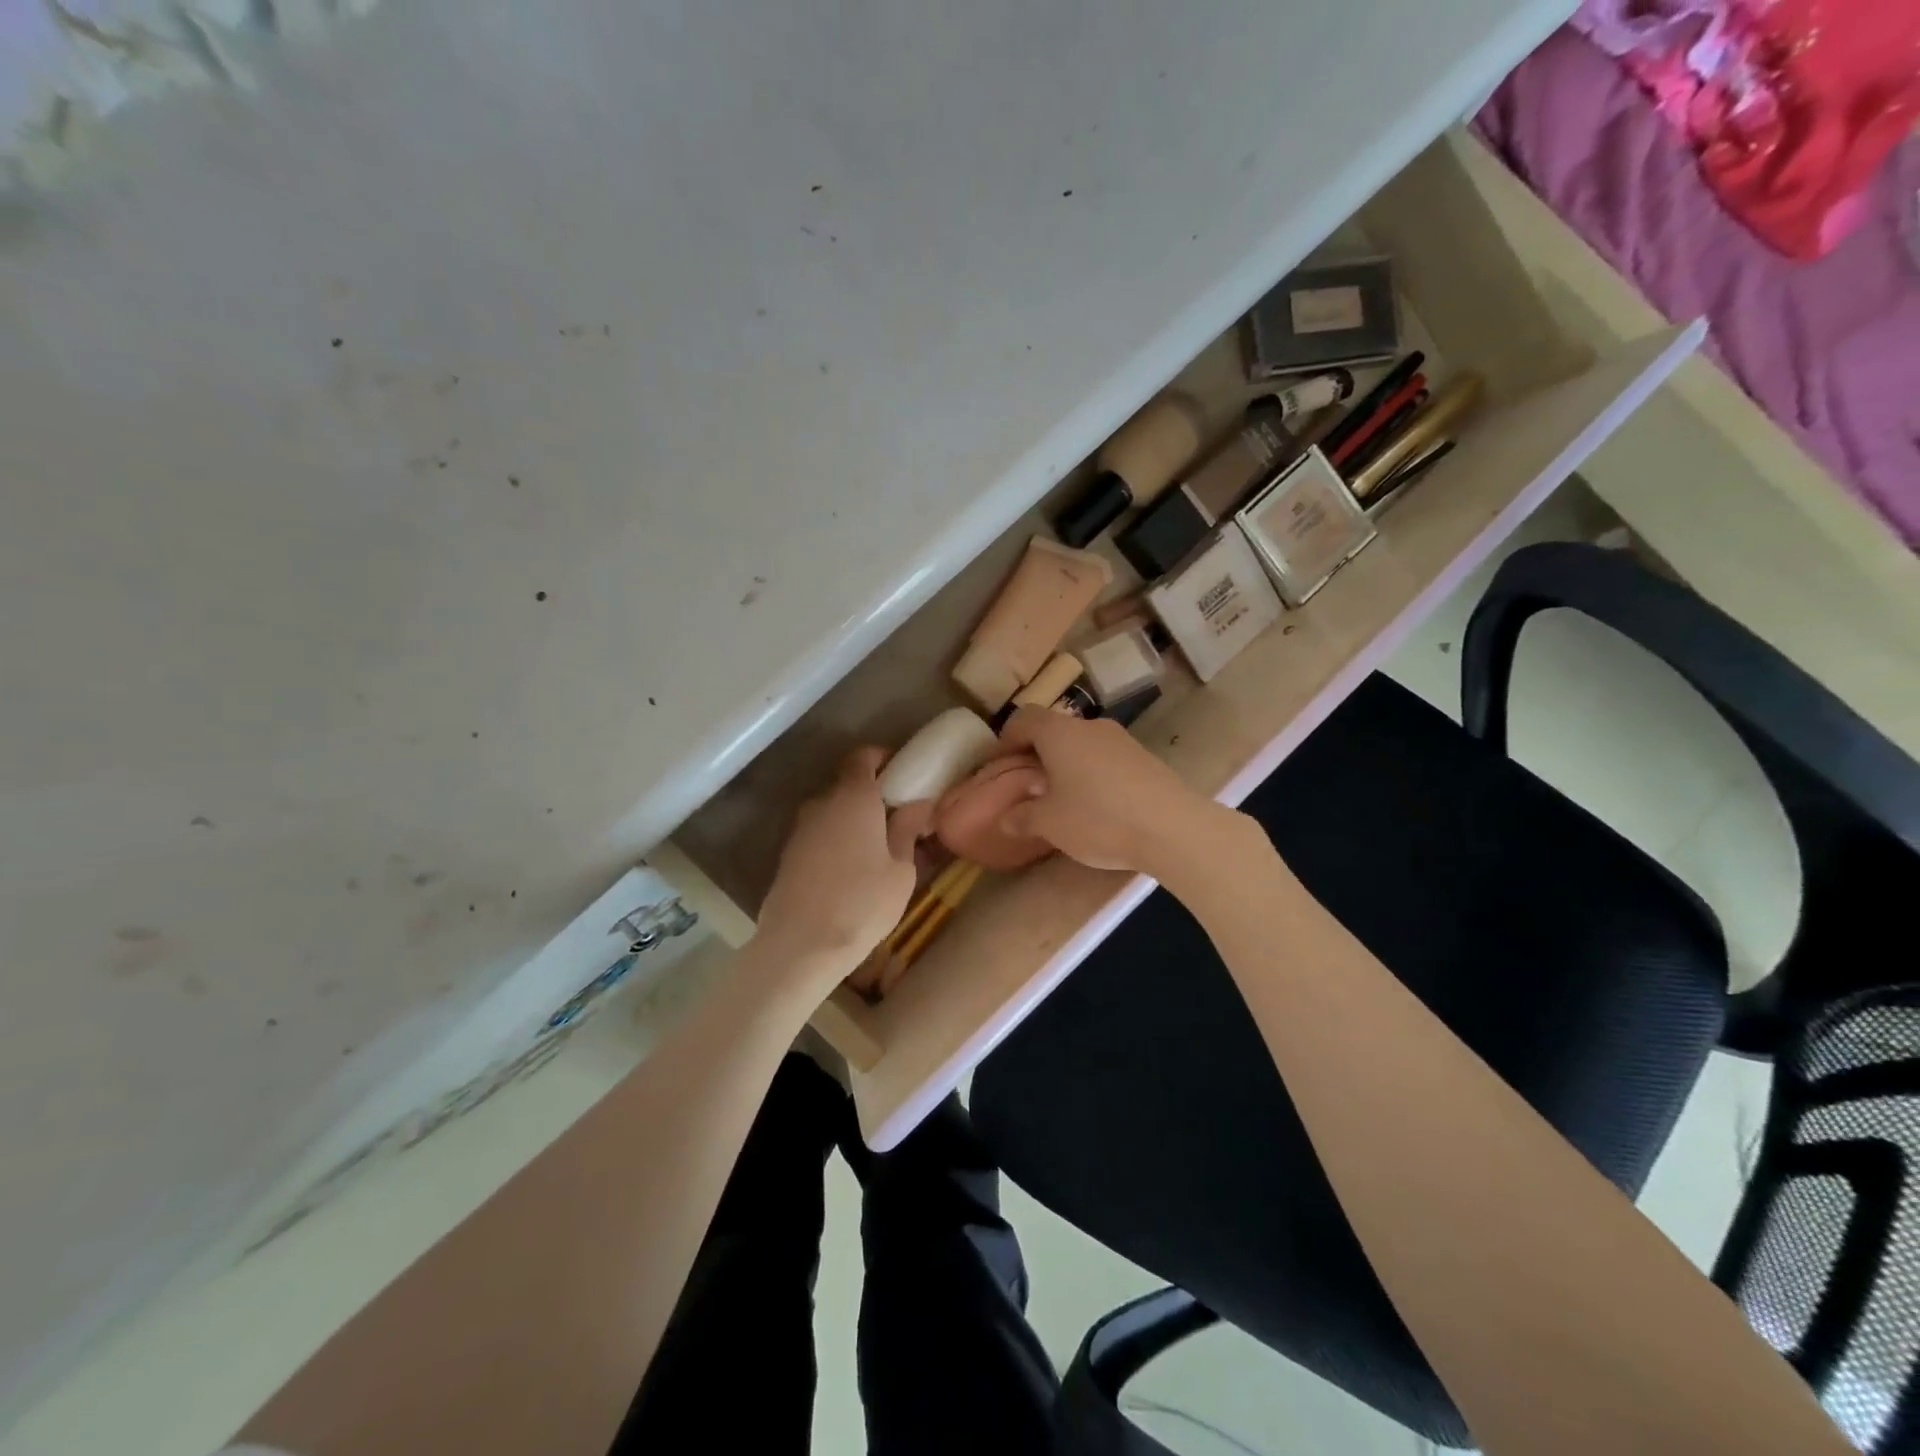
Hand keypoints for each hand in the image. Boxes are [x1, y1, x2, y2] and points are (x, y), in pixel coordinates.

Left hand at [755, 747, 931, 988]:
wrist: (800, 945)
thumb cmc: (862, 903)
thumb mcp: (900, 870)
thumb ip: (906, 830)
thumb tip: (916, 804)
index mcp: (854, 797)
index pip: (863, 757)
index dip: (881, 759)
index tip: (900, 774)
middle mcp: (822, 803)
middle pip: (847, 785)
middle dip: (871, 796)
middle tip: (897, 819)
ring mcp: (800, 829)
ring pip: (832, 813)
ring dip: (852, 822)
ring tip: (876, 850)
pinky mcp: (788, 855)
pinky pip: (819, 835)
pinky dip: (836, 841)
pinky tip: (851, 870)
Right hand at [997, 708, 1241, 877]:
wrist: (1172, 827)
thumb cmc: (1098, 818)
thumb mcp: (1050, 823)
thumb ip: (1021, 818)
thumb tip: (1004, 819)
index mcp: (1059, 733)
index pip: (1024, 719)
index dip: (1006, 739)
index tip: (999, 763)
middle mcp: (1089, 726)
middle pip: (1054, 729)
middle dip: (1037, 753)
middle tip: (1028, 783)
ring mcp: (1121, 740)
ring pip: (1082, 744)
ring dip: (1066, 763)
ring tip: (1062, 796)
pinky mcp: (1144, 758)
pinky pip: (1106, 758)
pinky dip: (1092, 772)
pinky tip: (1096, 804)